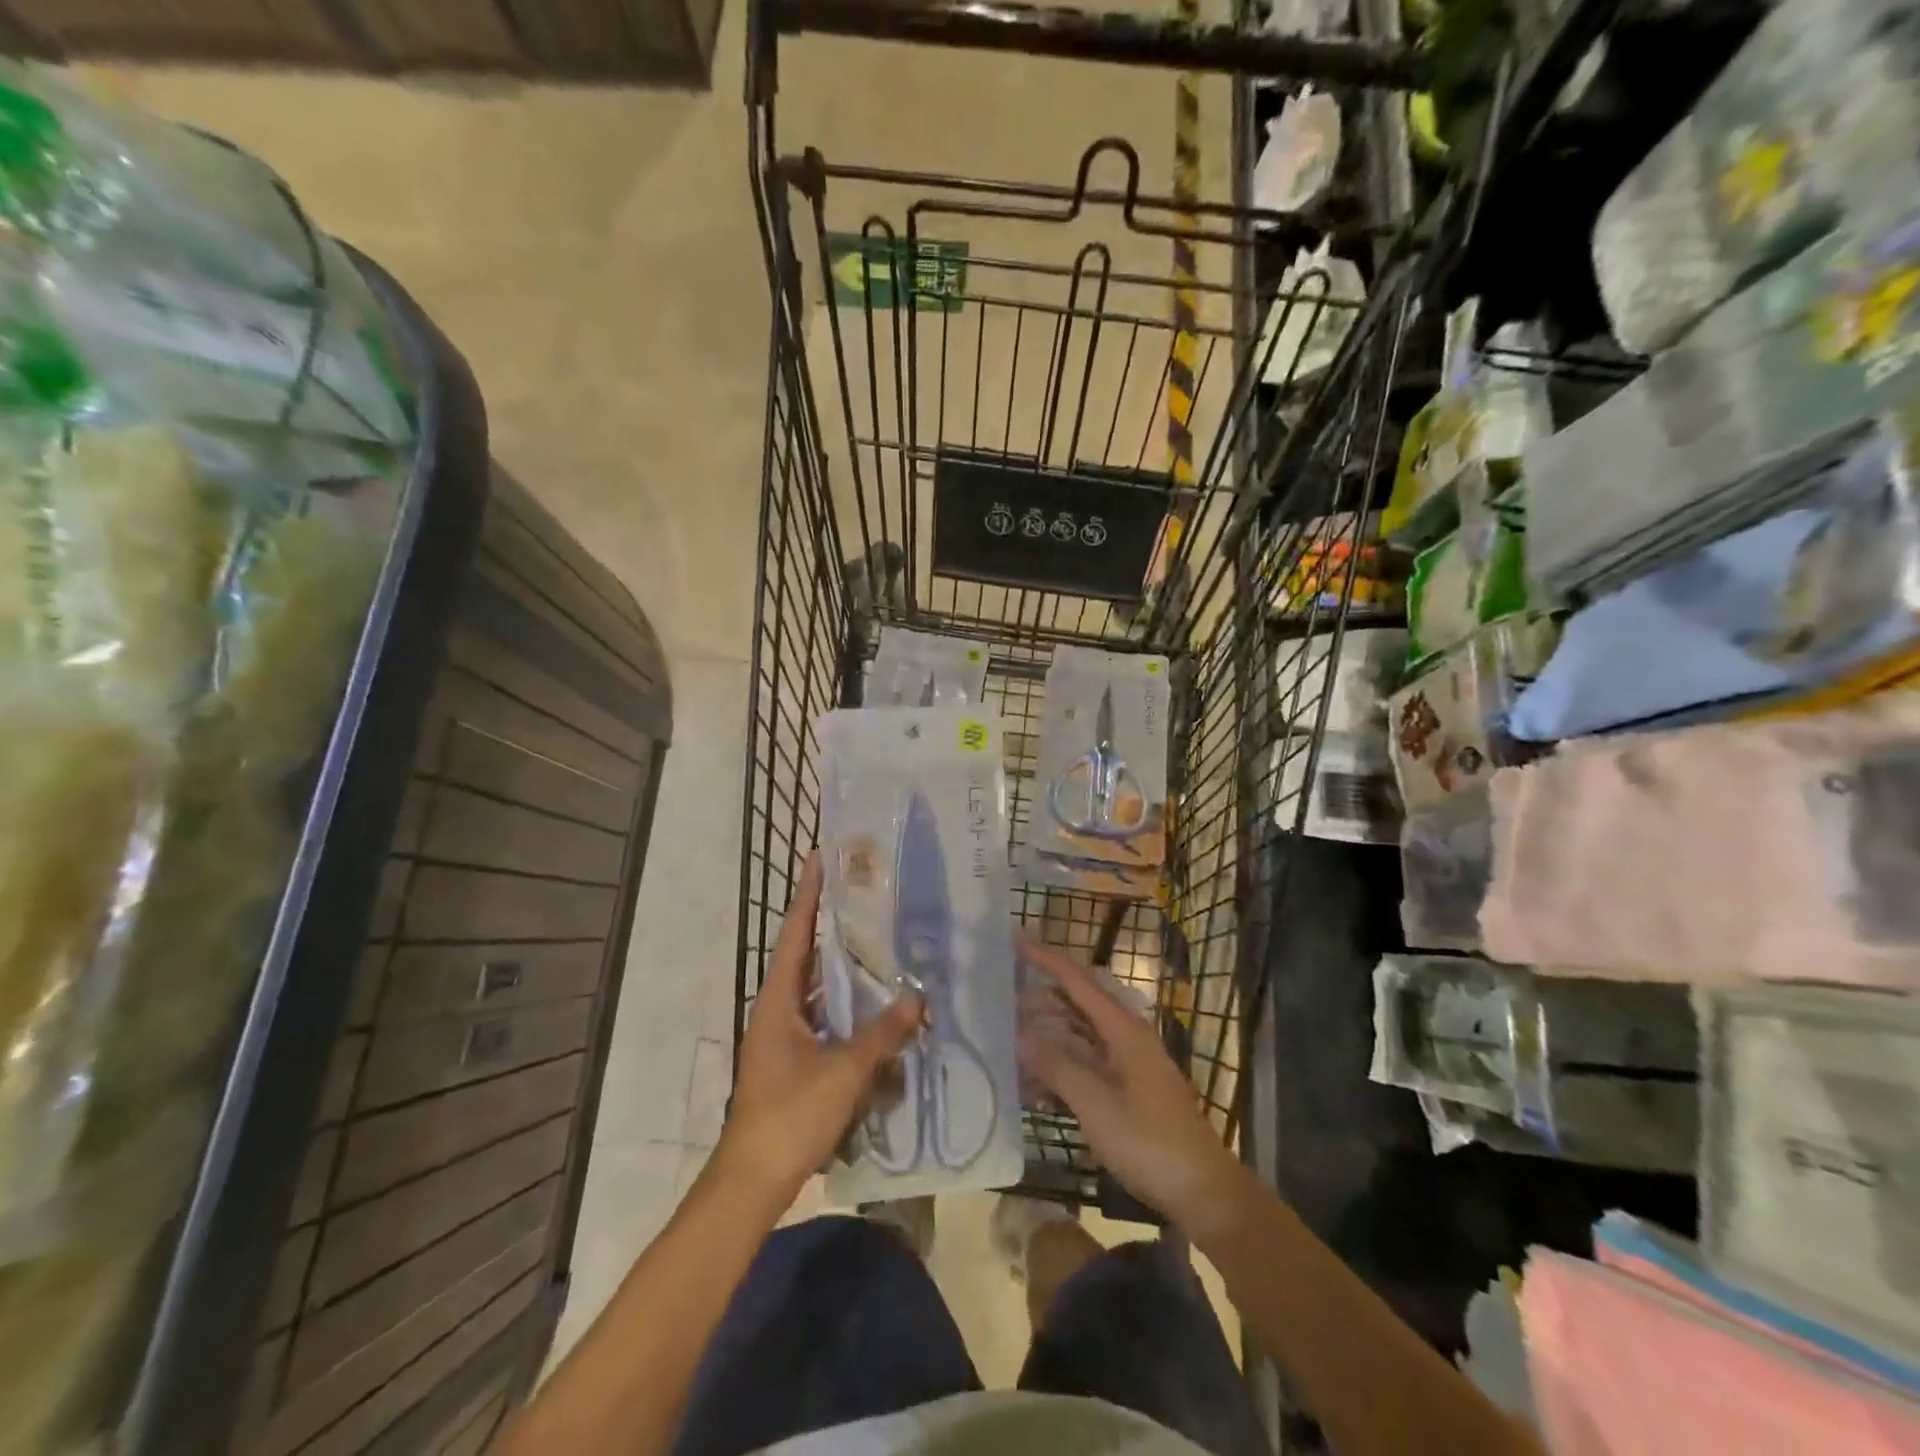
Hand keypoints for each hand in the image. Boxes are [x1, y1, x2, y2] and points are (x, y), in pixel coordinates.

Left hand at [716, 856, 922, 1210]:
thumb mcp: (842, 1072)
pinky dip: (850, 1009)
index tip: (820, 857)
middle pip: (807, 956)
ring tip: (881, 943)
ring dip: (846, 969)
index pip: (794, 933)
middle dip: (833, 925)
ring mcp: (786, 1037)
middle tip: (868, 896)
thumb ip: (881, 1034)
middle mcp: (778, 1010)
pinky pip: (827, 1020)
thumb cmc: (790, 1115)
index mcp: (778, 1000)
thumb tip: (916, 999)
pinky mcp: (797, 1062)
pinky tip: (879, 1009)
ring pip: (820, 990)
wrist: (753, 1181)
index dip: (807, 895)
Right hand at [1017, 933, 1246, 1232]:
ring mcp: (1127, 1064)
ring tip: (1010, 1042)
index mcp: (1123, 1030)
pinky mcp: (1127, 1089)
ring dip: (1047, 1037)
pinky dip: (1060, 1066)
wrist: (1201, 1191)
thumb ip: (1057, 1067)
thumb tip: (1021, 1036)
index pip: (1078, 981)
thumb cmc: (1149, 1142)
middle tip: (1000, 1002)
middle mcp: (1125, 1038)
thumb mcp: (1096, 1105)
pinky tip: (1033, 1082)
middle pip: (1077, 1005)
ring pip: (1079, 1036)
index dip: (1047, 958)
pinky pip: (1086, 1064)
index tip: (1017, 938)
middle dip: (1040, 1000)